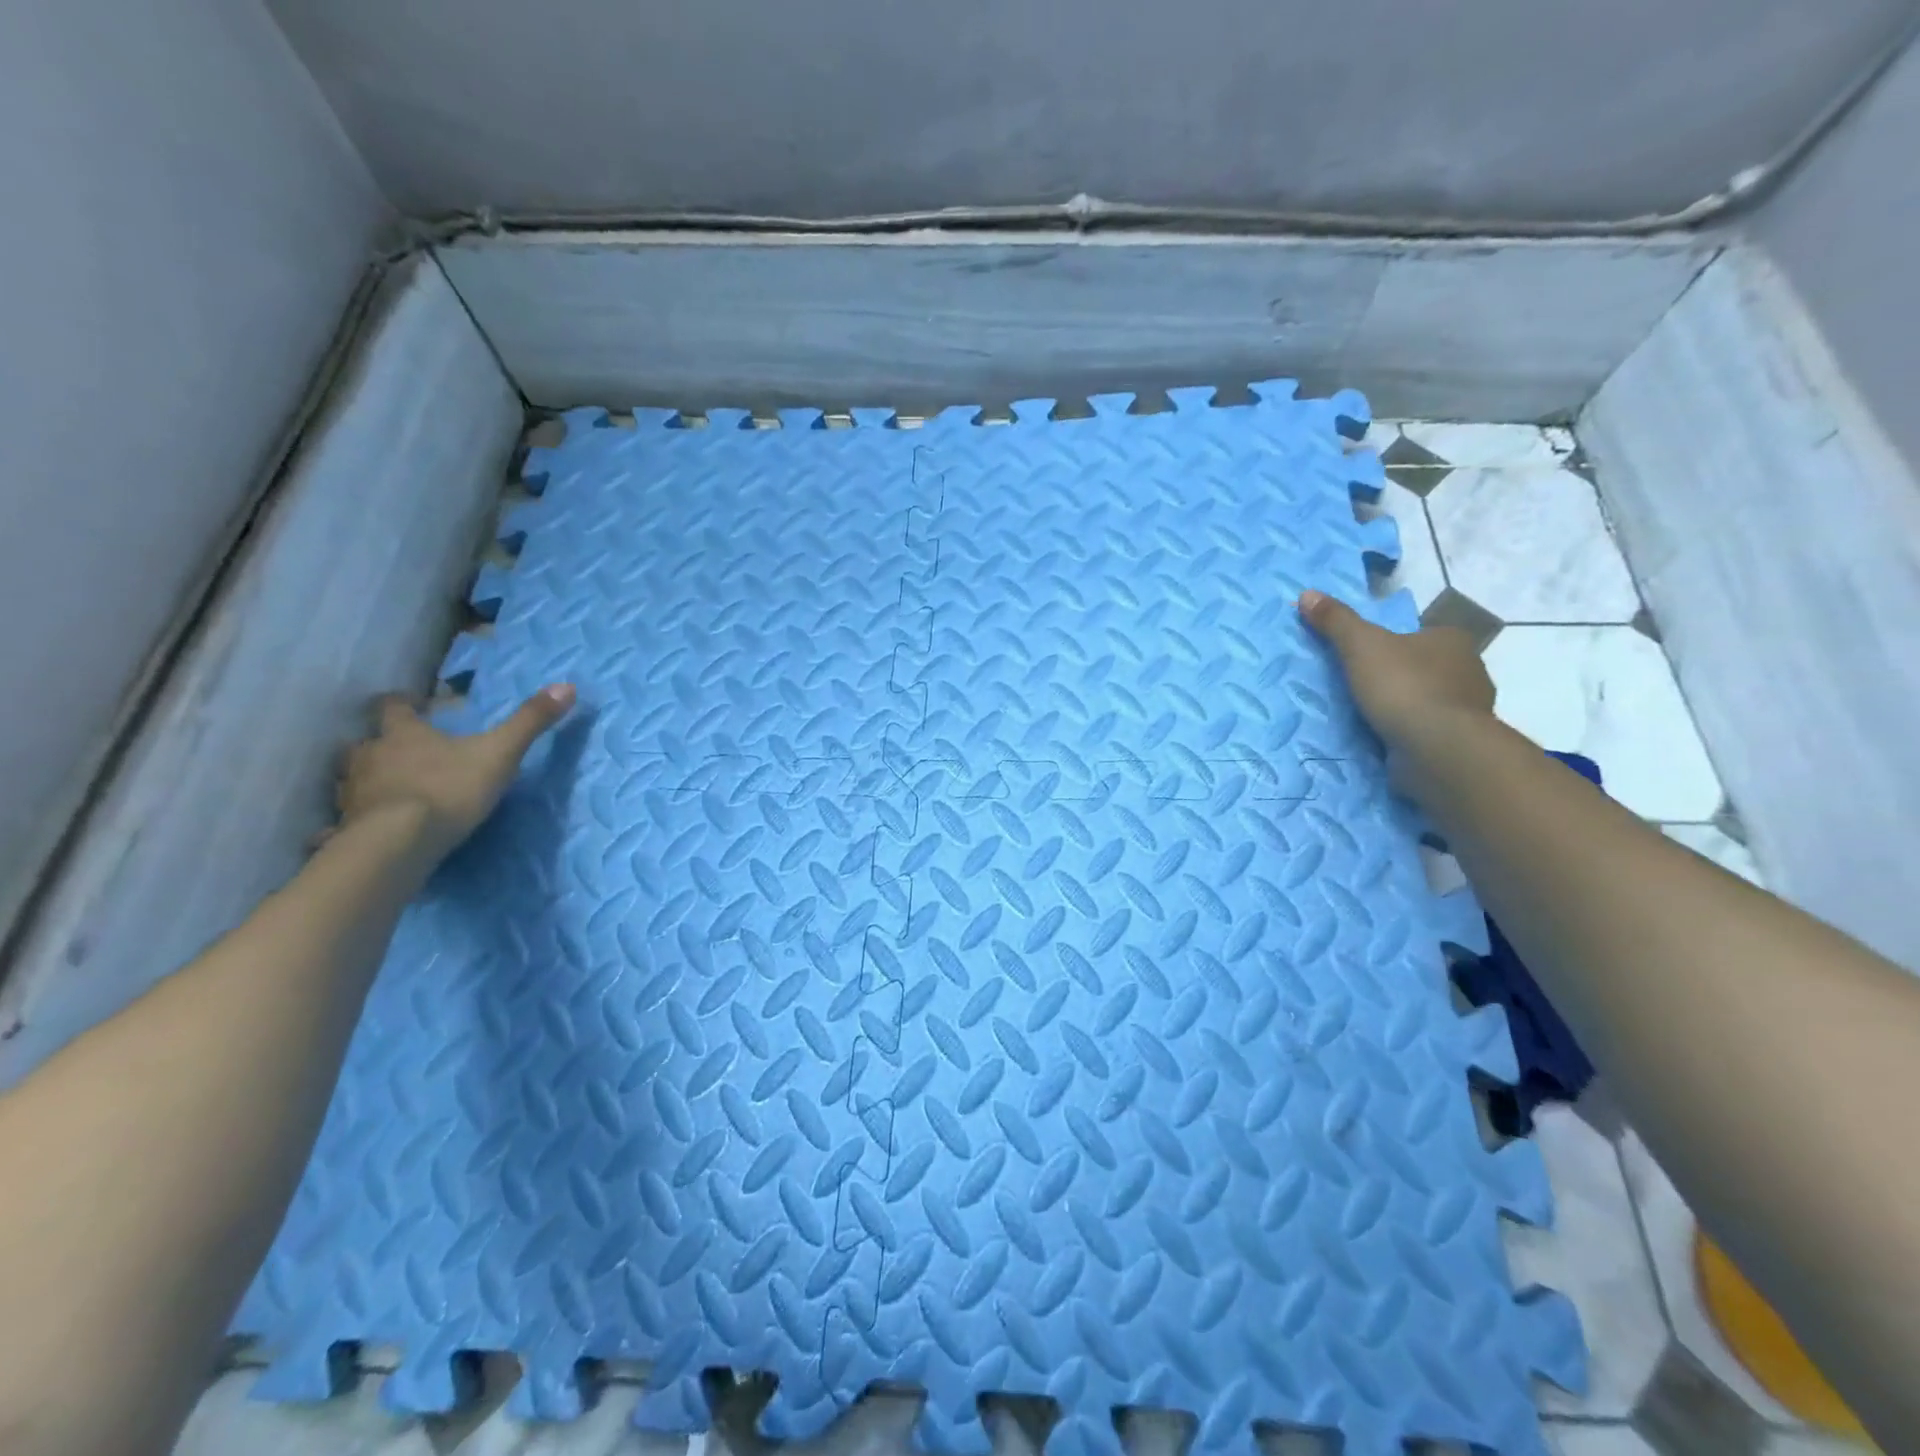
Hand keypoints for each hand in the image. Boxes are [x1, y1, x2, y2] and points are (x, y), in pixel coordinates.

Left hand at [331, 684, 576, 859]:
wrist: (400, 842)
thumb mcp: (501, 752)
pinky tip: (362, 833)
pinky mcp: (347, 828)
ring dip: (366, 781)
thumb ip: (530, 722)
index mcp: (403, 734)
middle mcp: (369, 757)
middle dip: (380, 745)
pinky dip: (350, 823)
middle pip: (365, 743)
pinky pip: (343, 822)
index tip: (413, 705)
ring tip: (387, 791)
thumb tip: (567, 686)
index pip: (393, 708)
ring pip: (352, 779)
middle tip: (401, 753)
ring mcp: (352, 794)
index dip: (402, 704)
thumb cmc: (450, 788)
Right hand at [1297, 590, 1492, 747]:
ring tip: (1370, 716)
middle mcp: (1469, 670)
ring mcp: (1469, 709)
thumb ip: (1335, 620)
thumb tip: (1307, 593)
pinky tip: (1387, 739)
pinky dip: (1410, 732)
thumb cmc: (1403, 686)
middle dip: (1401, 675)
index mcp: (1452, 640)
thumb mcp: (1360, 645)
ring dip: (1406, 706)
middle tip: (1363, 686)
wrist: (1437, 747)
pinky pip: (1429, 730)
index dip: (1395, 643)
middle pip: (1427, 667)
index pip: (1422, 634)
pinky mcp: (1461, 742)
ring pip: (1431, 700)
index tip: (1369, 657)